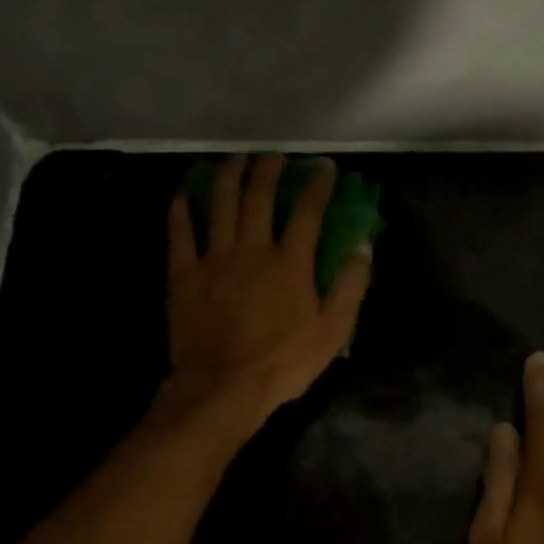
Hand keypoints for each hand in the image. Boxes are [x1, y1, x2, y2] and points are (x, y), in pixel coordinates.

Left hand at [165, 154, 371, 423]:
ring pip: (219, 202)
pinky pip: (180, 231)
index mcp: (291, 263)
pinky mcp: (184, 274)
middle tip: (275, 156)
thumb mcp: (333, 332)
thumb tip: (363, 244)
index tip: (324, 167)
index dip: (318, 184)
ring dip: (228, 174)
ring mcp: (214, 258)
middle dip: (270, 168)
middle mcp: (252, 249)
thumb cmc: (283, 364)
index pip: (308, 210)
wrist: (224, 388)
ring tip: (236, 159)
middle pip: (260, 195)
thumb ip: (350, 286)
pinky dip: (182, 207)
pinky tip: (184, 191)